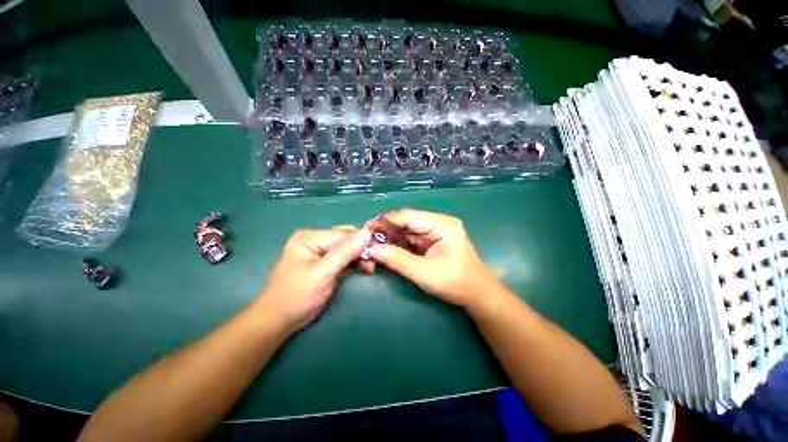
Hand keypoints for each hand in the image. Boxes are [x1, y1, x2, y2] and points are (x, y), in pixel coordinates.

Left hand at [258, 227, 371, 331]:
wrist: (279, 321)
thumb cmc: (297, 296)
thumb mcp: (323, 273)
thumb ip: (345, 252)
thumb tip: (367, 232)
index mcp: (310, 237)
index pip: (343, 234)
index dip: (361, 242)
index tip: (377, 253)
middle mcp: (315, 239)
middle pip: (345, 238)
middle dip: (361, 249)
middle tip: (373, 263)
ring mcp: (320, 251)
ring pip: (347, 248)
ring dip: (359, 256)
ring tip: (369, 268)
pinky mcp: (324, 262)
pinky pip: (344, 257)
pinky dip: (354, 262)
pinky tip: (363, 268)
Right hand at [367, 209, 499, 308]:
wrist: (477, 294)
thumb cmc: (455, 284)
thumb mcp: (424, 273)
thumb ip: (398, 260)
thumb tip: (373, 249)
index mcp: (442, 225)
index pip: (409, 217)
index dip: (386, 221)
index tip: (367, 228)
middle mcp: (439, 222)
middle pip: (408, 221)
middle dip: (388, 229)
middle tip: (368, 238)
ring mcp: (437, 230)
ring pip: (409, 229)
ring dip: (393, 236)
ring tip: (374, 243)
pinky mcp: (434, 239)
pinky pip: (413, 237)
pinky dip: (400, 243)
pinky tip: (388, 248)